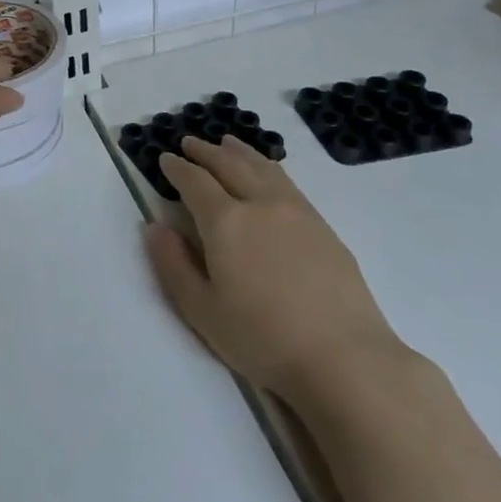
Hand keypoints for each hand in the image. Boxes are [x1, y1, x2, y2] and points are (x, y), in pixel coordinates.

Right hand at [145, 135, 403, 407]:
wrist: (345, 359)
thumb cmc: (262, 339)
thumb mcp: (201, 310)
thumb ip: (173, 264)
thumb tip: (155, 226)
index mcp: (225, 222)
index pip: (195, 182)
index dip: (177, 168)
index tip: (165, 158)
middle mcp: (260, 204)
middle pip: (229, 165)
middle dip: (205, 151)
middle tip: (189, 142)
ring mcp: (297, 212)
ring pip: (262, 167)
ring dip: (239, 152)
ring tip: (226, 143)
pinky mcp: (323, 227)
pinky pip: (287, 182)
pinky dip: (268, 167)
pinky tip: (268, 173)